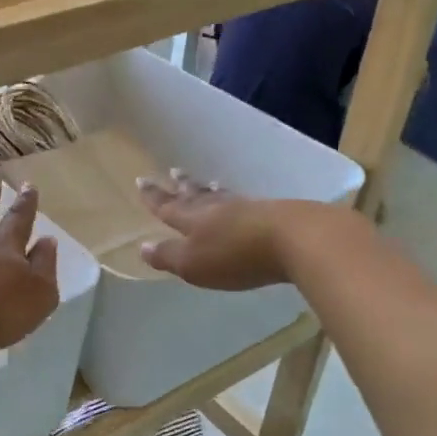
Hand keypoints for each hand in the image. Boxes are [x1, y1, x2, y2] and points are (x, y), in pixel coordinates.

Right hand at [137, 171, 328, 290]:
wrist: (295, 239)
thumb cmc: (235, 255)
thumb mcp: (193, 263)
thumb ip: (168, 255)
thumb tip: (142, 246)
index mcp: (193, 219)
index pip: (168, 206)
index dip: (154, 197)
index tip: (141, 181)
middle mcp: (217, 208)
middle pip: (195, 194)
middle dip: (182, 186)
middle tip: (173, 172)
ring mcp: (246, 208)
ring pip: (221, 196)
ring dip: (210, 189)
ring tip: (208, 182)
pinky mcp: (272, 214)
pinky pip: (244, 203)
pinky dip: (234, 199)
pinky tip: (241, 201)